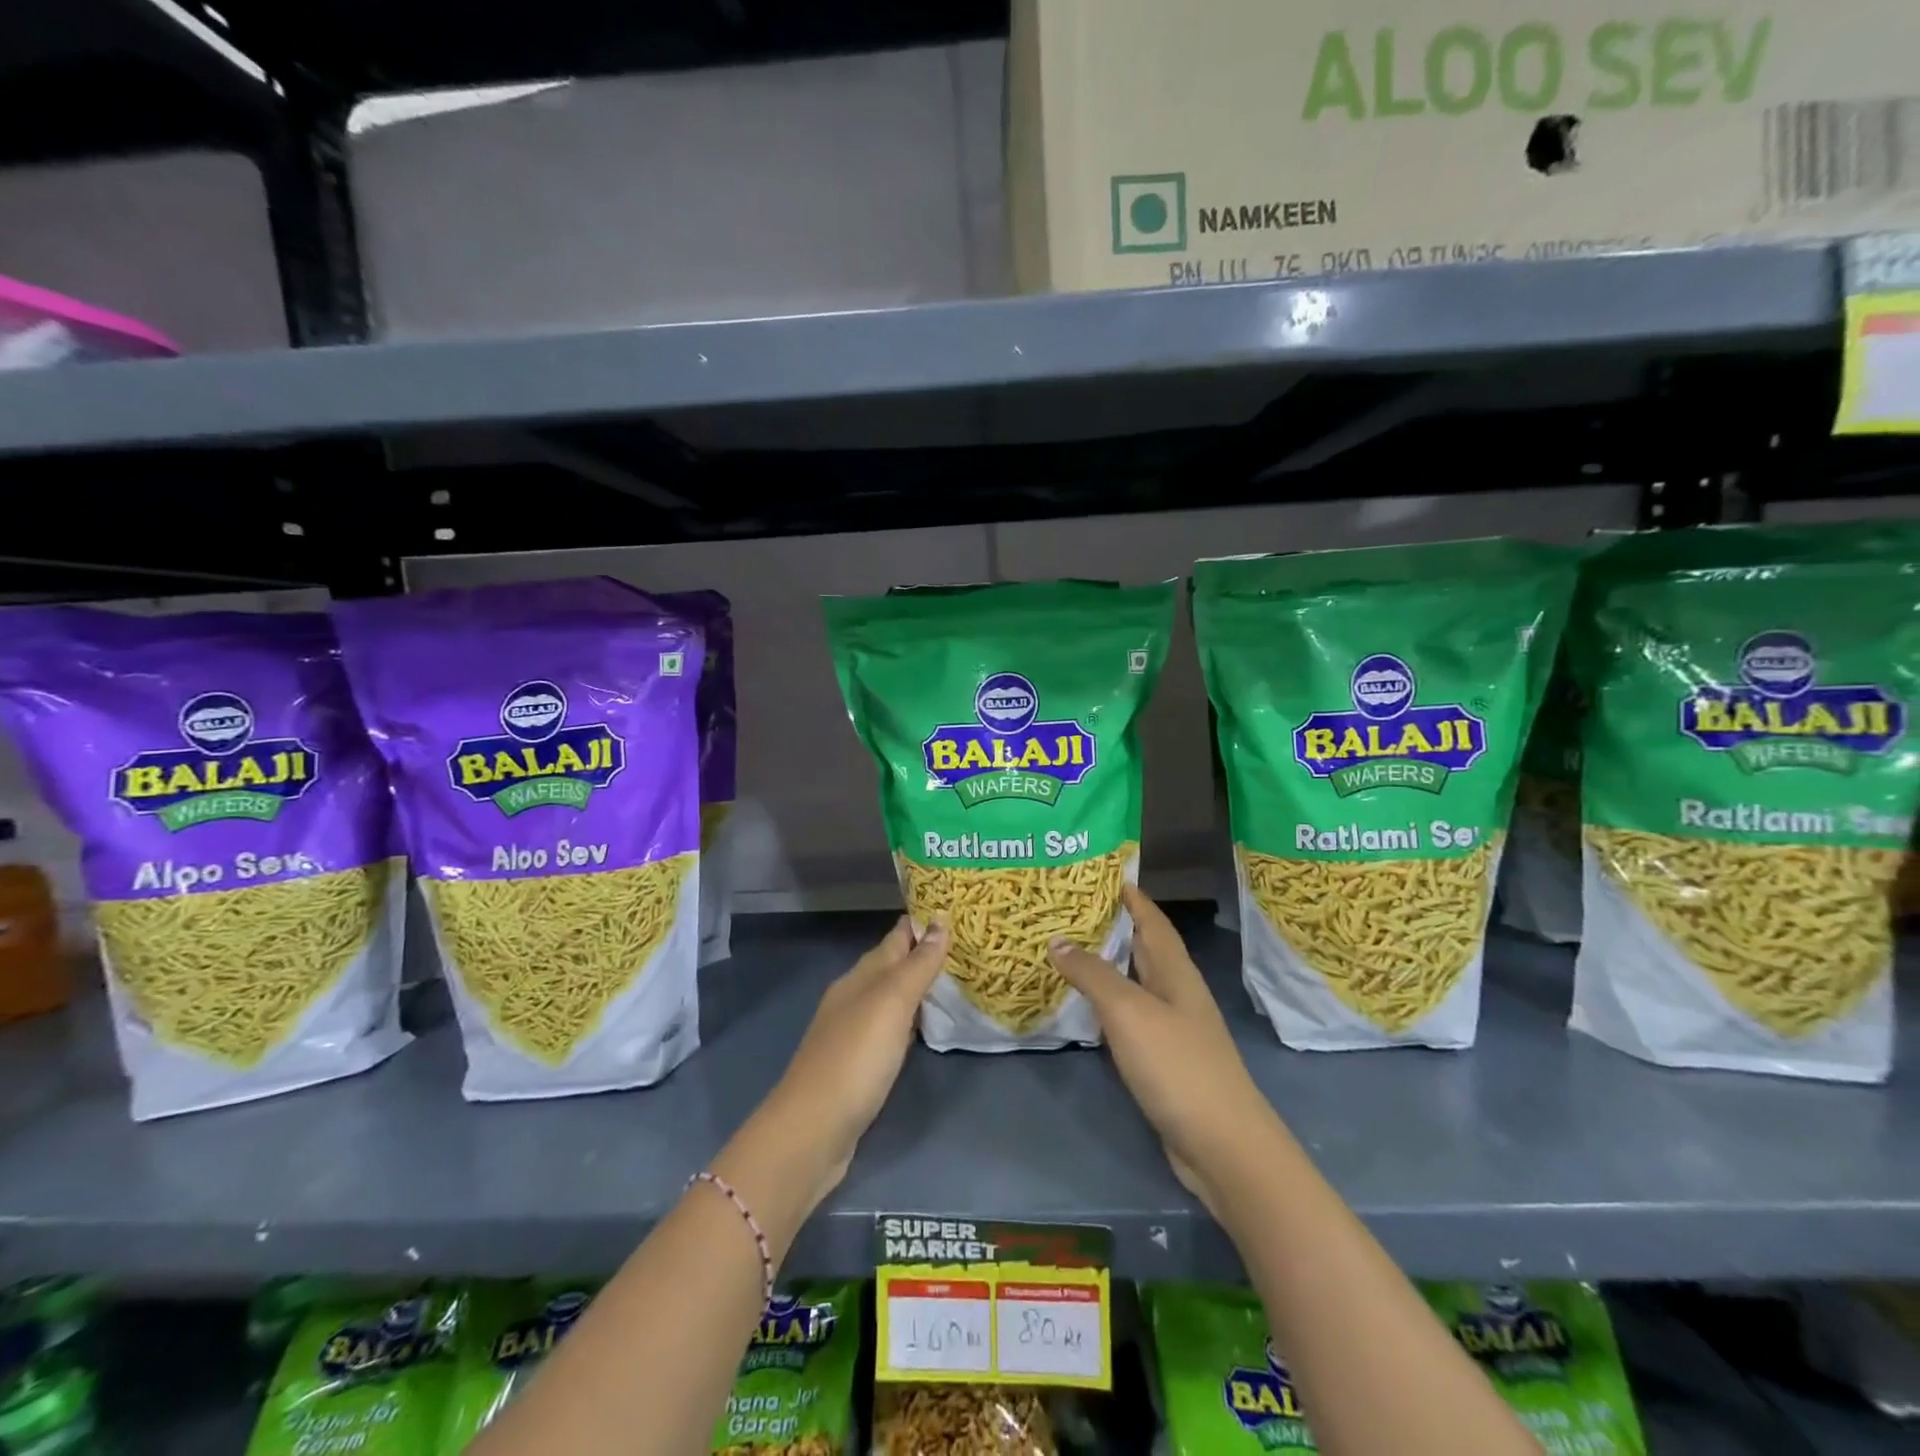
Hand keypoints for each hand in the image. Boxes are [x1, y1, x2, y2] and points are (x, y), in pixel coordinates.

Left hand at [751, 916, 948, 1207]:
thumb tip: (939, 920)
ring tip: (957, 978)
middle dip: (925, 952)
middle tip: (968, 943)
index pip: (896, 937)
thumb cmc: (855, 1058)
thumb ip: (917, 965)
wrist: (812, 1131)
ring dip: (919, 986)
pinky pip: (892, 1028)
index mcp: (861, 976)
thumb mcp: (890, 1004)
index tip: (956, 907)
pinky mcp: (859, 1064)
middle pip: (893, 965)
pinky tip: (927, 1026)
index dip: (922, 922)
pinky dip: (911, 1019)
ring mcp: (854, 1032)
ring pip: (892, 997)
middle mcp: (855, 997)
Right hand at [1048, 886, 1277, 1216]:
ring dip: (1108, 963)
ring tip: (1068, 947)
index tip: (1101, 872)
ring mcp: (1173, 1028)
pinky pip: (1131, 1016)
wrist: (1222, 1145)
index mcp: (1175, 971)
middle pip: (1144, 947)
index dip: (1131, 895)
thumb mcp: (1129, 1012)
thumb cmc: (1178, 1065)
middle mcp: (1177, 992)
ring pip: (1136, 981)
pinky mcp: (1165, 1060)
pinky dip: (1108, 1003)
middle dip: (1114, 924)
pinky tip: (1086, 1006)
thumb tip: (1058, 940)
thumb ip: (1093, 974)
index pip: (1152, 920)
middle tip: (1070, 907)